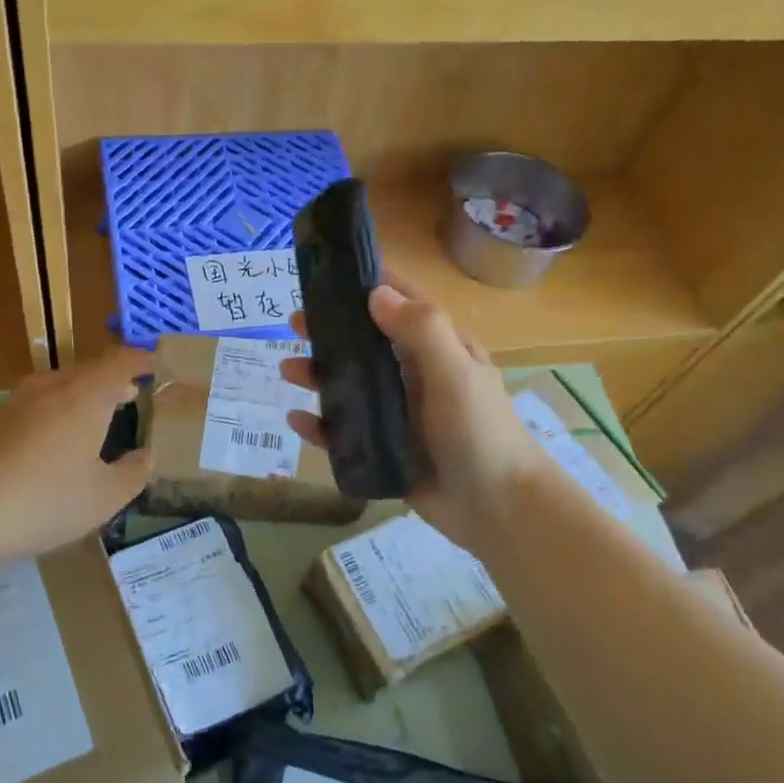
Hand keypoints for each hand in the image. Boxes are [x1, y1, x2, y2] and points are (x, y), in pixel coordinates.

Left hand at [0, 347, 152, 567]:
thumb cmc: (44, 502)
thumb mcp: (104, 498)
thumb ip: (133, 473)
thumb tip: (147, 455)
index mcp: (85, 396)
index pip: (121, 363)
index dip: (142, 361)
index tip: (157, 364)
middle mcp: (49, 388)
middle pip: (88, 371)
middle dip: (113, 380)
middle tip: (132, 393)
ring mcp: (14, 402)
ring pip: (58, 387)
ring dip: (82, 396)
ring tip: (96, 417)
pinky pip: (33, 406)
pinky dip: (54, 414)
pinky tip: (51, 444)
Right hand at [282, 275, 548, 551]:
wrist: (497, 509)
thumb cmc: (480, 432)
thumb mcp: (454, 372)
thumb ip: (420, 329)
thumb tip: (375, 292)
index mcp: (437, 348)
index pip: (400, 303)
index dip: (367, 285)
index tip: (328, 273)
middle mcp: (415, 375)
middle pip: (365, 343)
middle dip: (330, 331)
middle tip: (294, 323)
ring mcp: (397, 413)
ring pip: (350, 386)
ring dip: (319, 375)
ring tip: (286, 371)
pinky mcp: (384, 449)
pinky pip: (344, 432)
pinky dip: (320, 425)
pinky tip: (297, 419)